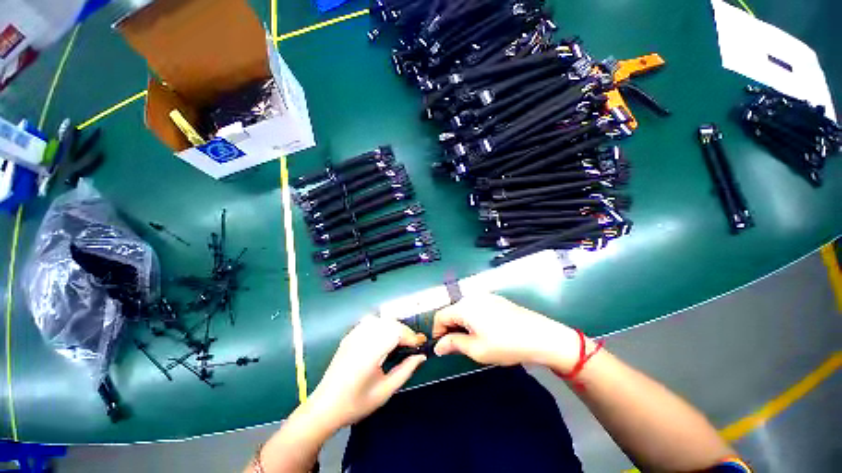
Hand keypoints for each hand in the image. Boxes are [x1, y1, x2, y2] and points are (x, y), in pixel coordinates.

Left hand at [308, 315, 426, 428]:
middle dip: (404, 331)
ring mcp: (353, 336)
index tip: (420, 344)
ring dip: (394, 327)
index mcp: (370, 353)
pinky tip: (384, 336)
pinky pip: (369, 322)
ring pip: (380, 320)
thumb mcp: (385, 391)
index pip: (396, 333)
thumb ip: (405, 370)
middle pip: (389, 323)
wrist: (324, 407)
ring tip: (400, 340)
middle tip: (413, 344)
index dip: (411, 336)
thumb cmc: (356, 403)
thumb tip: (421, 356)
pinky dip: (382, 325)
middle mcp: (361, 339)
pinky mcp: (349, 336)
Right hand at [433, 293, 591, 370]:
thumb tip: (438, 346)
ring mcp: (485, 297)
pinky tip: (486, 332)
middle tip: (458, 347)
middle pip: (452, 311)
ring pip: (464, 310)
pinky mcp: (496, 300)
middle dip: (450, 328)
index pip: (440, 316)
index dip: (437, 332)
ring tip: (473, 341)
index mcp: (464, 306)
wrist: (540, 336)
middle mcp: (472, 297)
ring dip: (462, 324)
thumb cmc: (506, 344)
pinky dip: (473, 319)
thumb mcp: (476, 349)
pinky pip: (476, 308)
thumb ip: (453, 344)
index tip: (442, 347)